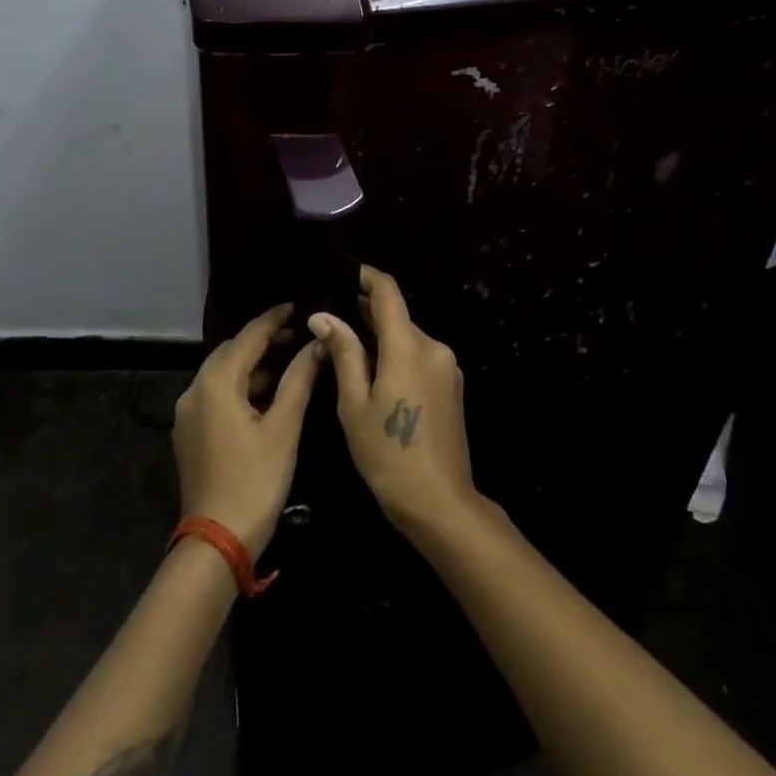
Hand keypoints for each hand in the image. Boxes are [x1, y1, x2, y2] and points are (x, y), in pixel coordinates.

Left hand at [173, 304, 323, 558]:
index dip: (275, 318)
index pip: (249, 336)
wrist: (217, 541)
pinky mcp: (189, 434)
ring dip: (253, 365)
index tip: (299, 306)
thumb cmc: (256, 479)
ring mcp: (188, 414)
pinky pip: (216, 395)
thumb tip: (318, 343)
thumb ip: (300, 378)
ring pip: (222, 374)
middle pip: (231, 352)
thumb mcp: (284, 426)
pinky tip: (266, 395)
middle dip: (263, 340)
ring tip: (288, 361)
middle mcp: (195, 390)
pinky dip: (240, 387)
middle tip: (297, 334)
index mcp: (216, 382)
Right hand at [310, 266, 480, 543]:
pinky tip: (374, 373)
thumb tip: (323, 316)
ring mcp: (447, 366)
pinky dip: (396, 355)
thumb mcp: (354, 405)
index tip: (342, 272)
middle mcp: (433, 347)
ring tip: (346, 346)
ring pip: (408, 337)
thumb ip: (344, 353)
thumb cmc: (388, 455)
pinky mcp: (451, 385)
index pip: (387, 292)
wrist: (440, 503)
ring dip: (381, 336)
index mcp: (408, 346)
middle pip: (397, 316)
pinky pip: (419, 356)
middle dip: (366, 312)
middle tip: (331, 318)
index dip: (365, 276)